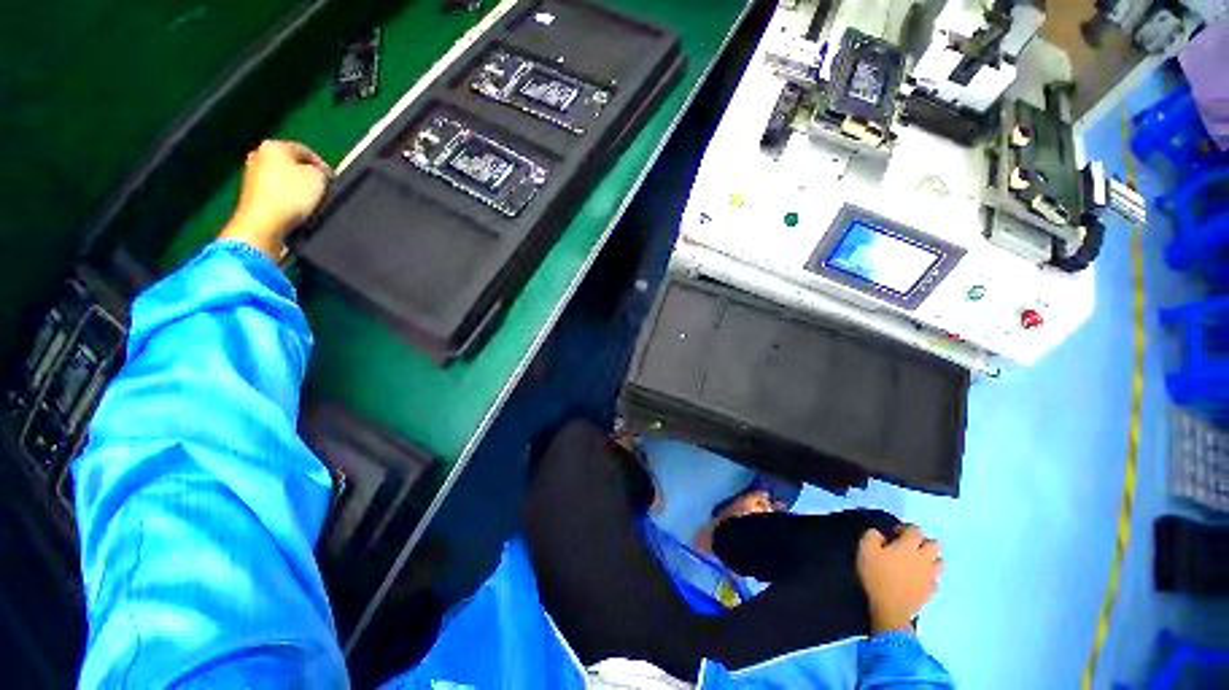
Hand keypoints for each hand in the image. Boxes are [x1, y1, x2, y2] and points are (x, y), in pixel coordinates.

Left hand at [219, 140, 331, 258]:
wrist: (263, 222)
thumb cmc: (292, 195)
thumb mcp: (318, 178)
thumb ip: (319, 170)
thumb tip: (316, 173)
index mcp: (274, 145)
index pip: (306, 151)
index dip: (323, 166)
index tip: (333, 182)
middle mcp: (259, 153)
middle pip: (290, 163)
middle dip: (305, 174)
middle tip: (321, 189)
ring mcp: (250, 173)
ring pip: (281, 176)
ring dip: (295, 186)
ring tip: (308, 201)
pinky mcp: (248, 192)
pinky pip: (274, 190)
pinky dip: (284, 196)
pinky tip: (293, 207)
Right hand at [857, 525, 943, 633]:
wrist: (890, 608)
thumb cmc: (877, 575)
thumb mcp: (865, 549)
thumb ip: (872, 535)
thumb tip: (880, 534)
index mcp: (909, 545)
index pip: (915, 529)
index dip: (905, 528)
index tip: (894, 533)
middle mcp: (924, 558)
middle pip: (935, 544)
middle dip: (925, 542)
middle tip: (910, 546)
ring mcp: (930, 576)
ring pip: (940, 562)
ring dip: (931, 559)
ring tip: (918, 562)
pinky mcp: (931, 592)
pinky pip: (936, 581)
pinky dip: (930, 578)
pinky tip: (920, 580)